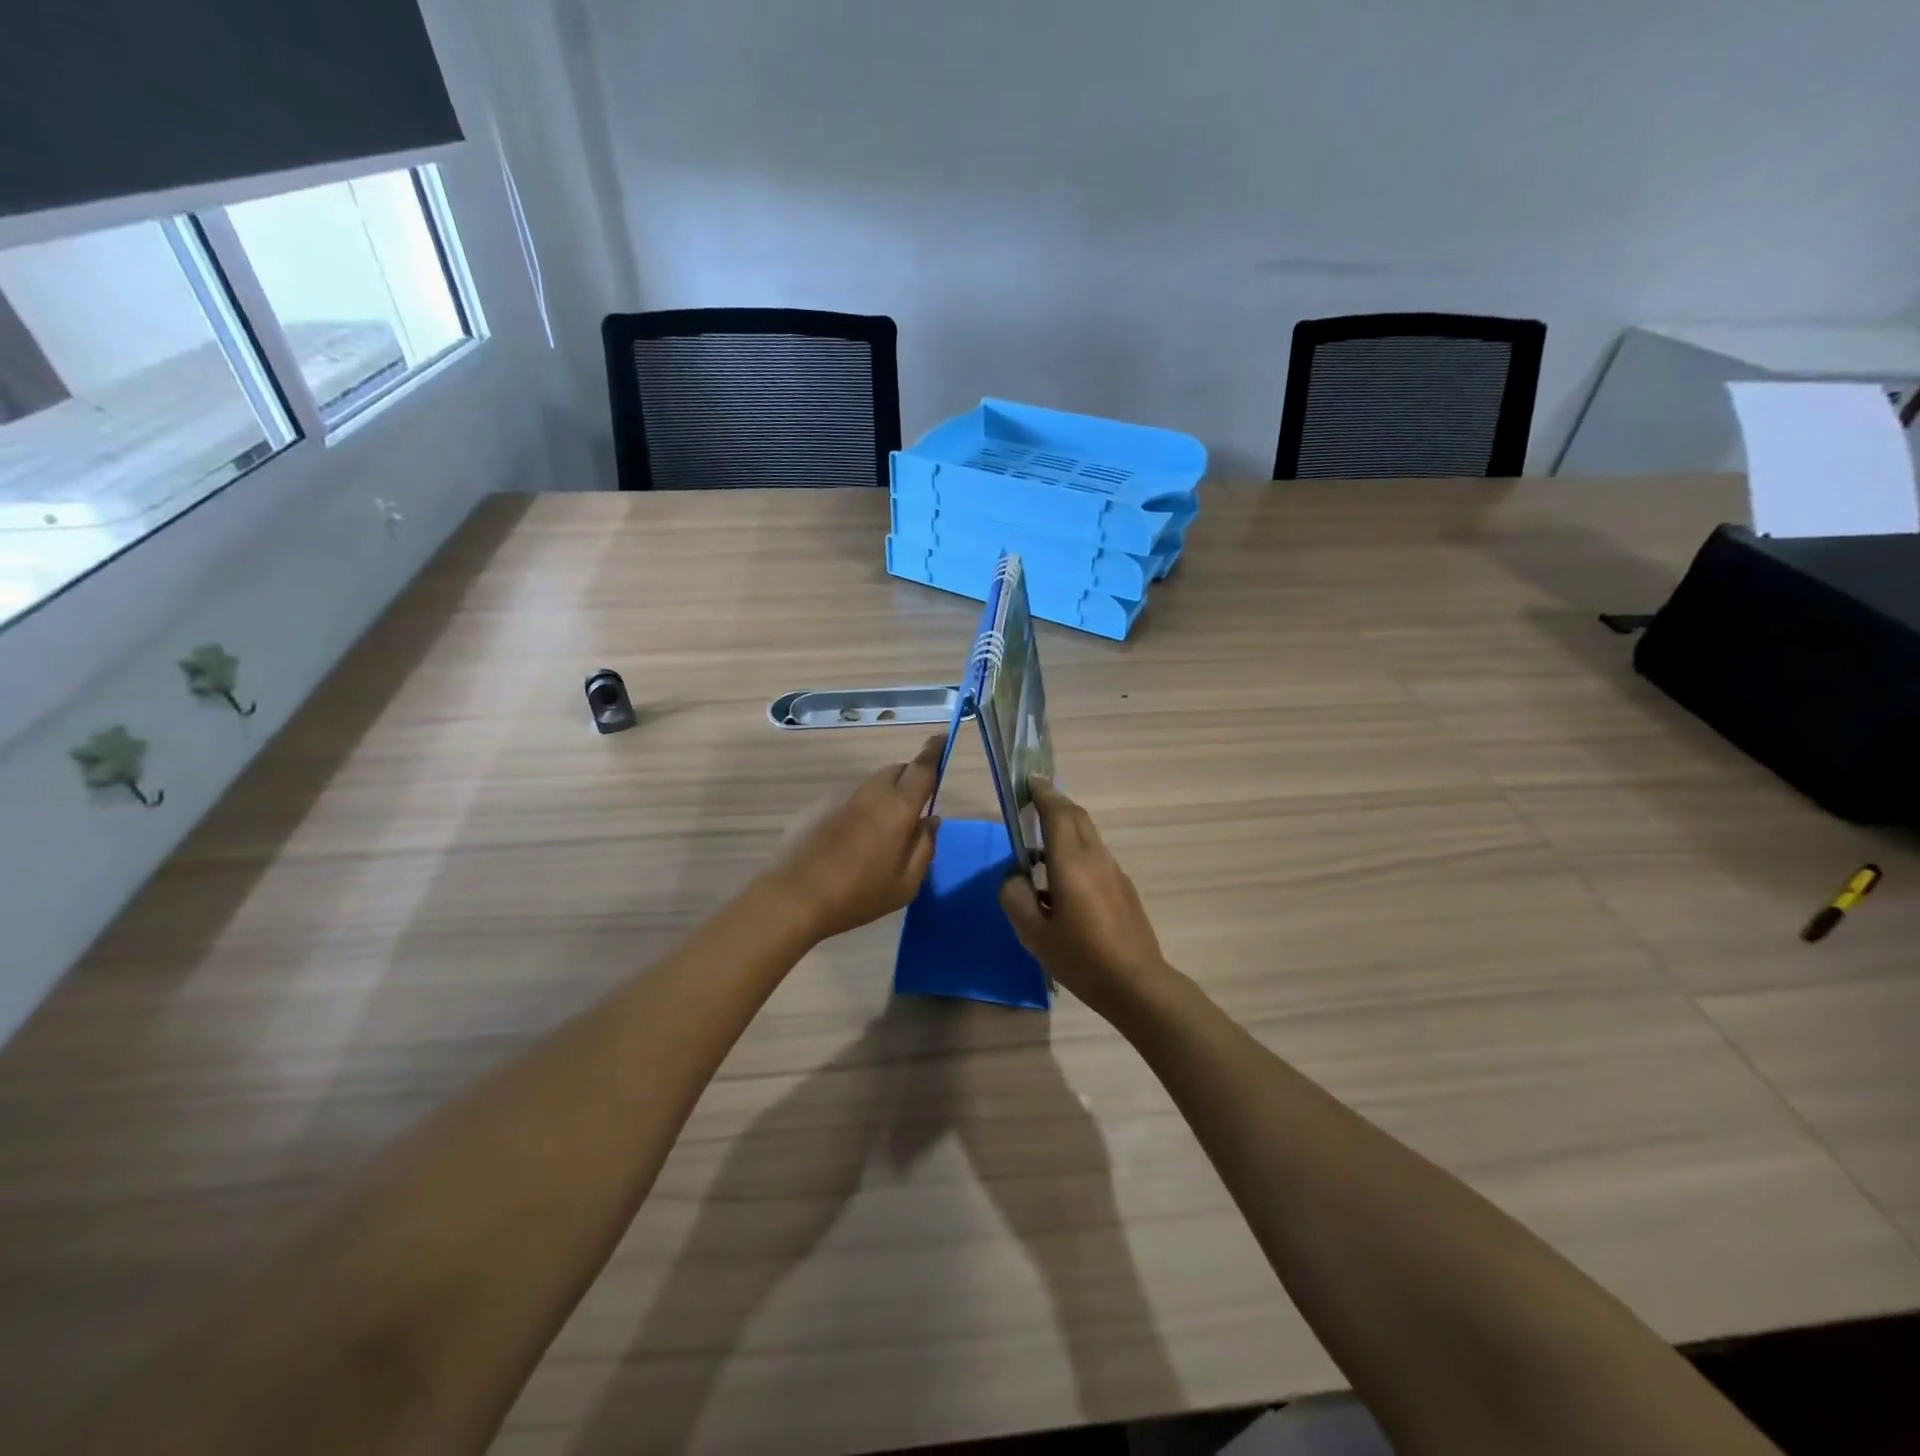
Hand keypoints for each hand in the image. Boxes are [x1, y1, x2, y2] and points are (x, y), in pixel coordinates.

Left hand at [760, 737, 942, 941]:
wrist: (793, 898)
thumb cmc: (857, 895)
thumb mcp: (905, 885)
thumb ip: (925, 847)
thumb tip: (930, 820)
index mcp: (898, 807)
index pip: (922, 768)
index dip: (934, 751)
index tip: (942, 739)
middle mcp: (871, 792)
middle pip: (897, 770)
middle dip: (909, 779)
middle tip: (912, 809)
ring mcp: (840, 796)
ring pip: (872, 784)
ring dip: (883, 796)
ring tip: (878, 833)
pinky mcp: (816, 806)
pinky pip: (848, 799)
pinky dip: (857, 809)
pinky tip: (847, 841)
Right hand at [999, 777, 1172, 1018]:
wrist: (1136, 984)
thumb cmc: (1081, 958)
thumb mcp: (1033, 934)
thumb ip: (1016, 898)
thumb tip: (1015, 878)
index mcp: (1072, 863)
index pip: (1058, 813)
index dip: (1043, 794)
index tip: (1029, 781)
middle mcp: (1096, 858)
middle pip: (1077, 817)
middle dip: (1055, 803)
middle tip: (1033, 801)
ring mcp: (1114, 872)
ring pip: (1088, 835)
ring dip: (1066, 827)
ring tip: (1040, 844)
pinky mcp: (1123, 888)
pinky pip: (1095, 855)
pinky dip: (1076, 849)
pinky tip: (1061, 881)